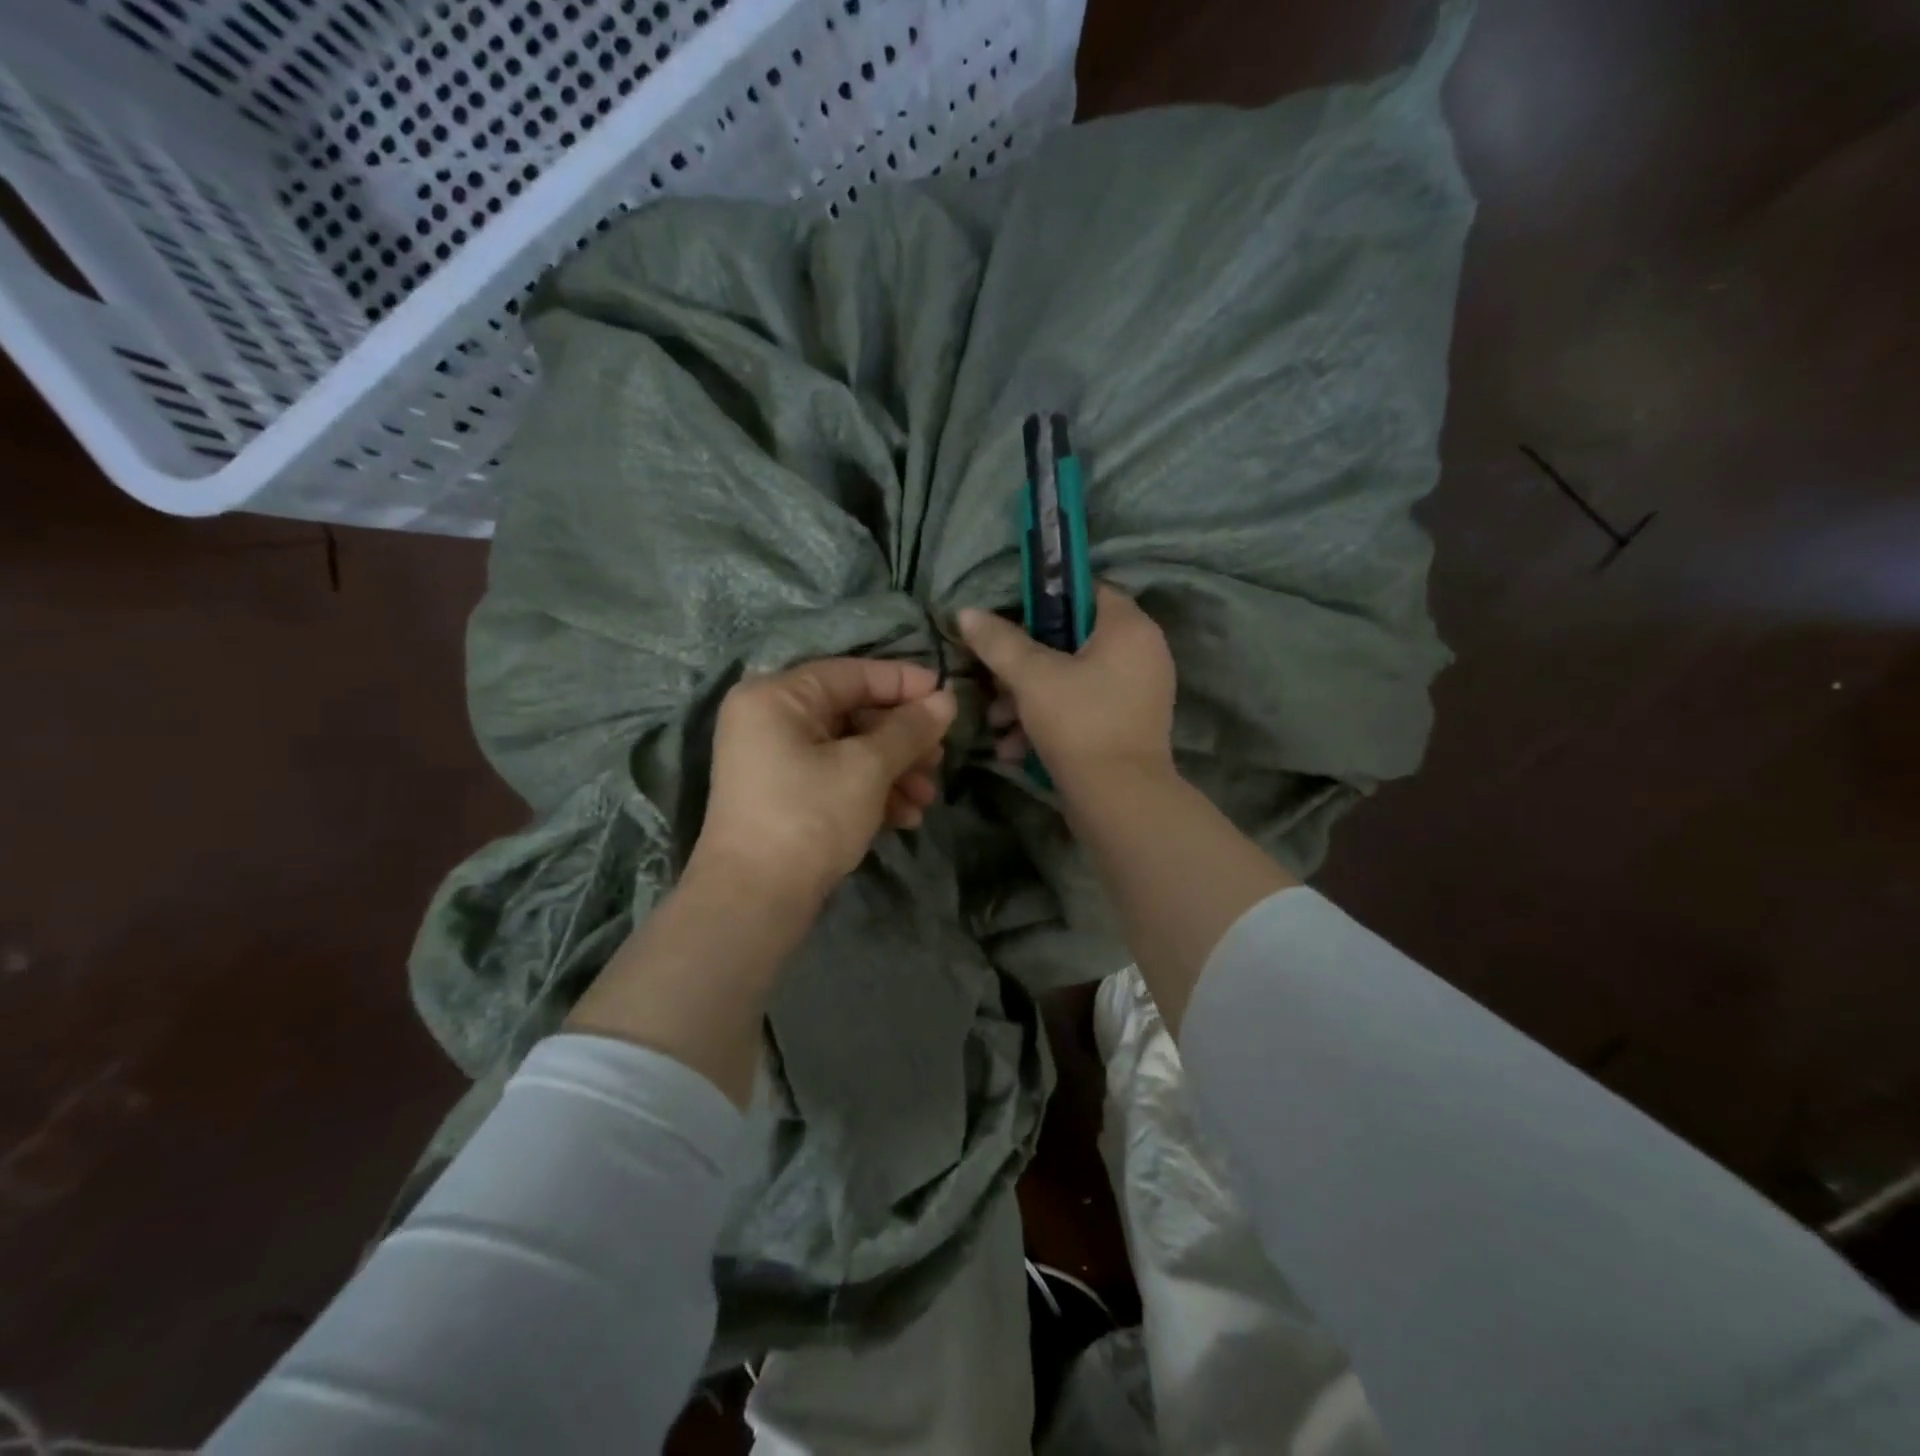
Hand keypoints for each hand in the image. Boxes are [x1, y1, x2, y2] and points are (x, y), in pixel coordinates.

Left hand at [692, 659, 956, 906]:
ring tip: (926, 798)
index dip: (904, 683)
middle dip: (902, 740)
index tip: (948, 697)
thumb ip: (909, 729)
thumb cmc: (809, 817)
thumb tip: (947, 700)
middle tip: (940, 759)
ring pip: (849, 750)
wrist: (754, 902)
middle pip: (852, 714)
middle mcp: (770, 720)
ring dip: (894, 771)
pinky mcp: (785, 797)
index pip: (852, 674)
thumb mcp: (867, 768)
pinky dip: (871, 792)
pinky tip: (905, 817)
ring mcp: (774, 761)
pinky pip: (836, 778)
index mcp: (777, 697)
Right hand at [958, 585, 1177, 795]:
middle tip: (994, 682)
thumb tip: (966, 612)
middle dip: (1024, 665)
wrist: (1119, 800)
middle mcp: (1142, 655)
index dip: (1045, 600)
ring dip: (1027, 699)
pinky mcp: (1126, 727)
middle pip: (1072, 641)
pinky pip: (1082, 709)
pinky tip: (1014, 748)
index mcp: (1129, 629)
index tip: (1009, 622)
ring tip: (997, 723)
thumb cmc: (1079, 723)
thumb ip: (999, 641)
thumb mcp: (1031, 677)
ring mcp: (1136, 694)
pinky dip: (1049, 722)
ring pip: (1071, 680)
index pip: (1087, 591)